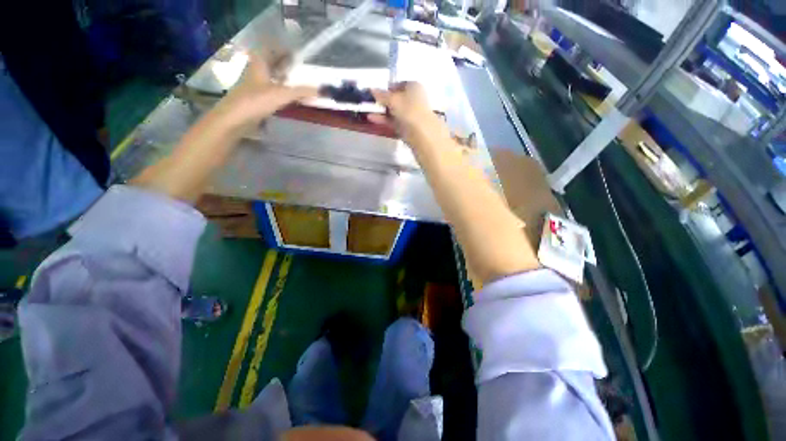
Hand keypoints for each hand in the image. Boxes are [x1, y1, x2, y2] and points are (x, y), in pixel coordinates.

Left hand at [218, 53, 317, 125]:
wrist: (235, 119)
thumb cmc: (256, 101)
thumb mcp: (282, 94)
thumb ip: (302, 92)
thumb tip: (322, 90)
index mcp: (259, 63)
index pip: (271, 48)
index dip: (283, 48)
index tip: (296, 52)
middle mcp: (255, 71)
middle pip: (270, 62)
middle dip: (284, 63)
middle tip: (300, 67)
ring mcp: (254, 85)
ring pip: (270, 76)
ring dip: (282, 77)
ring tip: (297, 81)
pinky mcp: (255, 98)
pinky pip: (270, 89)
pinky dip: (279, 90)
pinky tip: (287, 96)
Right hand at [370, 82, 444, 142]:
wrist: (421, 134)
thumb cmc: (409, 110)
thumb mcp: (393, 99)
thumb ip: (381, 95)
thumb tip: (371, 89)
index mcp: (414, 87)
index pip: (399, 84)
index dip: (387, 88)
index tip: (376, 92)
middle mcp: (414, 99)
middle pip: (396, 99)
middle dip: (383, 101)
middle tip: (370, 103)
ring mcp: (411, 115)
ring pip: (394, 111)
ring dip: (381, 111)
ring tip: (367, 111)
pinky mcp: (407, 128)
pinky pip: (393, 121)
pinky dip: (383, 120)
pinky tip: (372, 119)